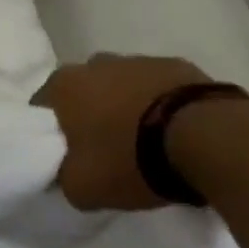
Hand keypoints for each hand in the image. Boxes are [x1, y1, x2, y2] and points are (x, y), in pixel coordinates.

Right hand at [32, 54, 217, 211]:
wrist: (206, 139)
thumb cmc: (131, 159)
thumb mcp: (84, 187)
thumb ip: (63, 178)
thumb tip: (63, 174)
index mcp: (63, 85)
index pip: (41, 106)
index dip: (51, 132)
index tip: (66, 156)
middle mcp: (93, 63)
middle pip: (83, 92)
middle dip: (90, 115)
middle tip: (106, 150)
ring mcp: (136, 60)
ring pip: (120, 85)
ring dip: (126, 107)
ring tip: (147, 143)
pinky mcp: (176, 66)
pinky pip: (158, 88)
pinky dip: (160, 105)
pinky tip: (175, 133)